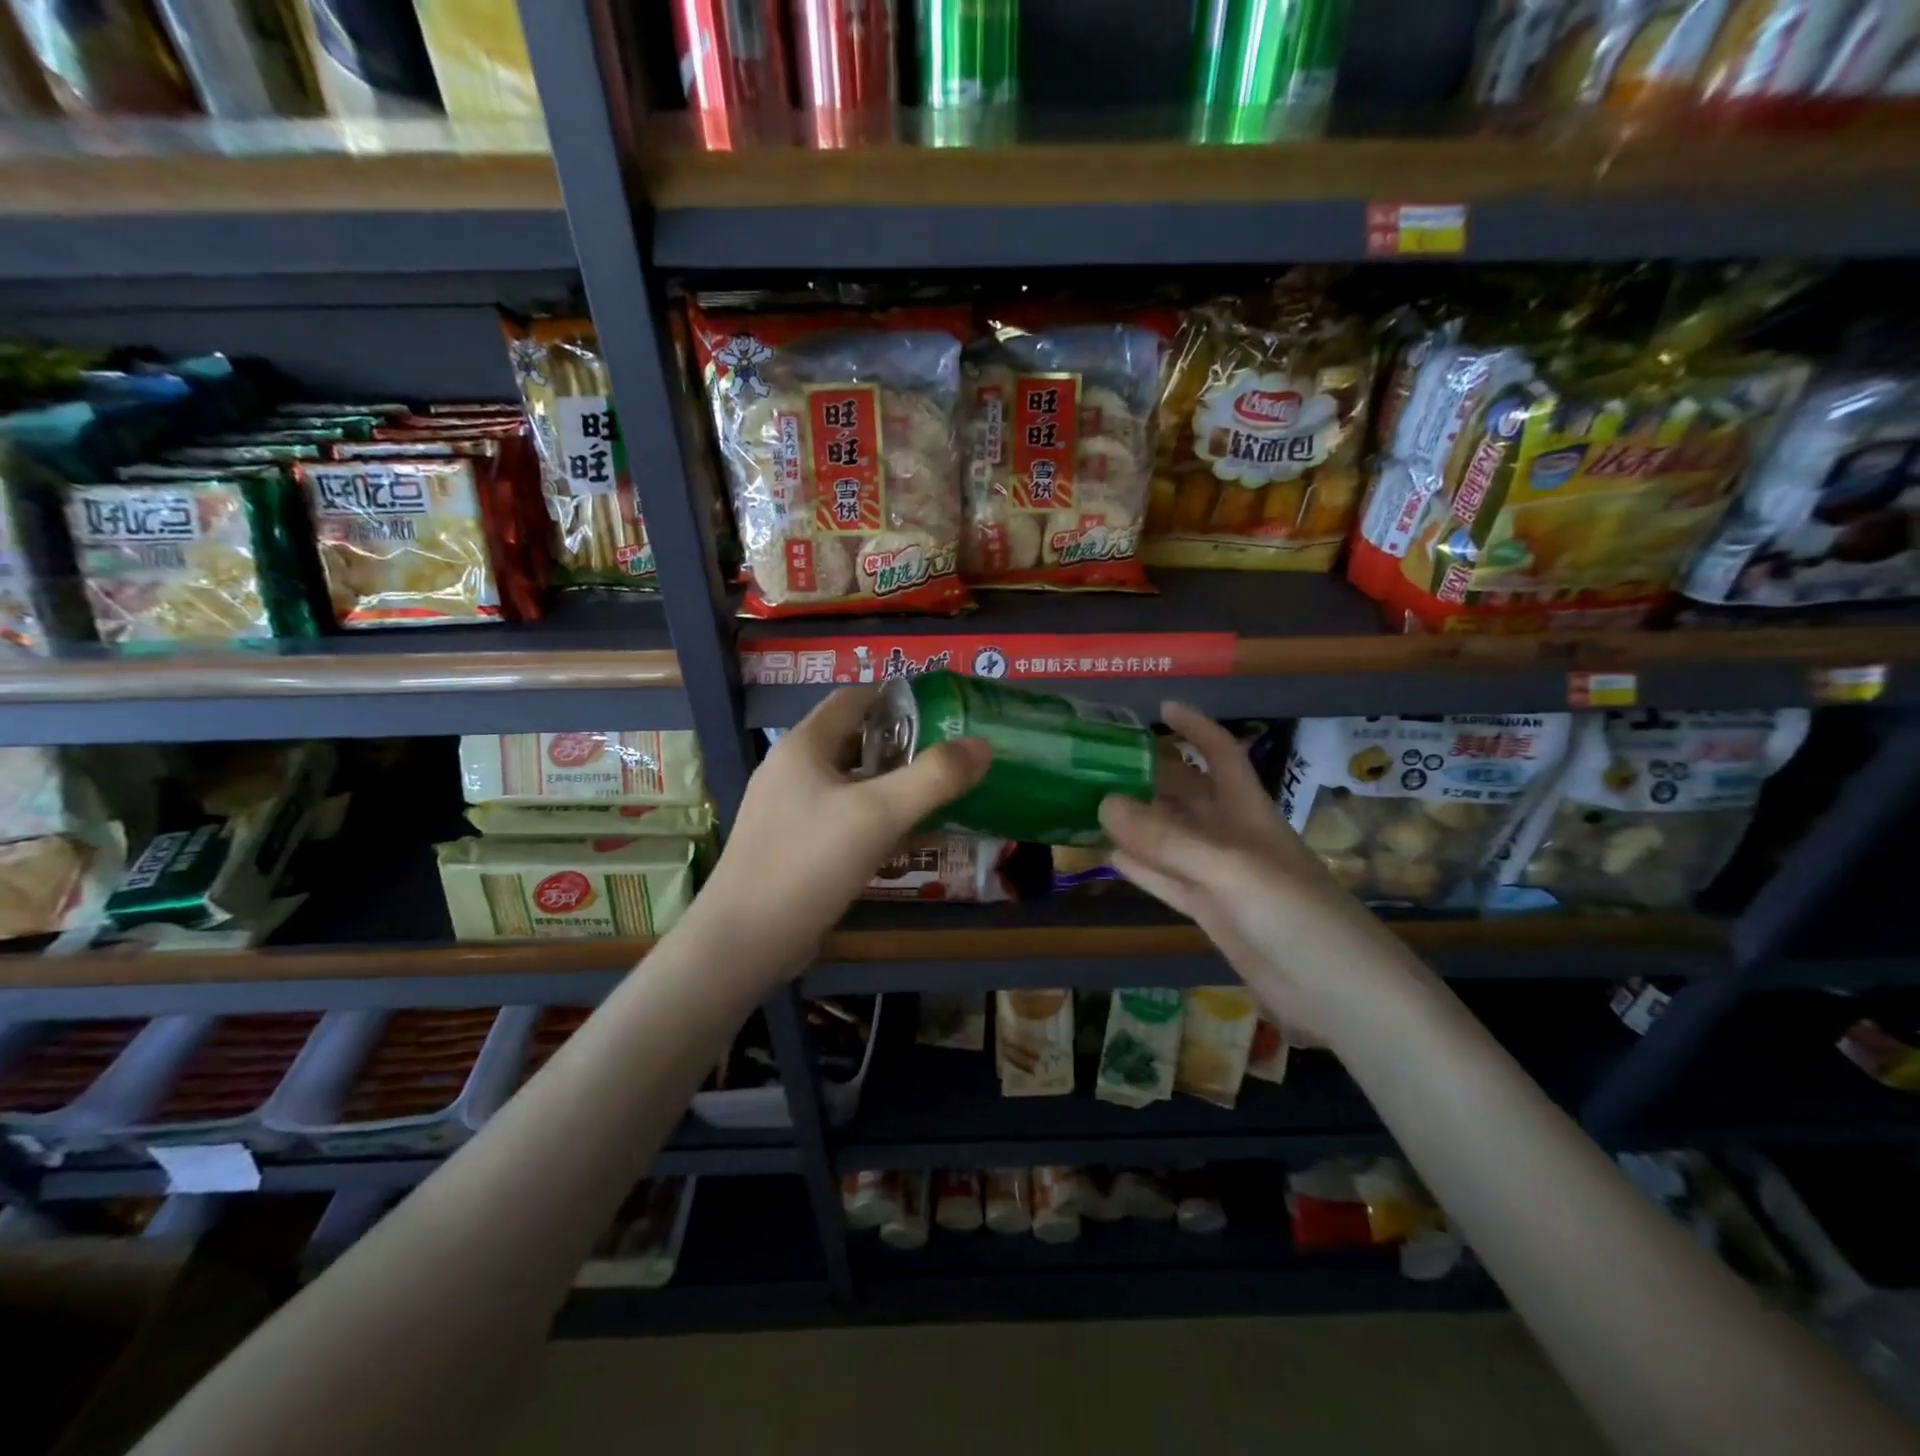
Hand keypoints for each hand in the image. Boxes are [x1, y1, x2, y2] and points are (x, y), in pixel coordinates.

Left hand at [695, 686, 989, 977]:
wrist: (744, 942)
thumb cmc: (810, 863)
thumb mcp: (879, 814)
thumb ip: (934, 777)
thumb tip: (981, 745)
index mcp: (804, 746)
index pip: (853, 699)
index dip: (897, 700)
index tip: (942, 713)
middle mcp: (791, 769)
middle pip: (853, 741)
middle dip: (901, 747)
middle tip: (948, 761)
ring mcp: (787, 810)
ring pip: (848, 784)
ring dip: (889, 787)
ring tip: (934, 799)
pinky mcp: (791, 846)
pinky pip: (840, 819)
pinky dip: (872, 821)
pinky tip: (902, 842)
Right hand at [1099, 703, 1421, 1040]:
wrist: (1341, 996)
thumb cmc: (1298, 918)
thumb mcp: (1232, 870)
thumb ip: (1169, 840)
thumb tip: (1104, 803)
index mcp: (1249, 813)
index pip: (1221, 755)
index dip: (1196, 728)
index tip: (1161, 708)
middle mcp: (1232, 838)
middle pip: (1187, 795)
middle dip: (1151, 774)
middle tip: (1099, 762)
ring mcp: (1220, 879)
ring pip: (1170, 839)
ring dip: (1136, 822)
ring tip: (1089, 803)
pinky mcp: (1211, 915)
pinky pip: (1167, 881)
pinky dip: (1140, 868)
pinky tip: (1110, 856)